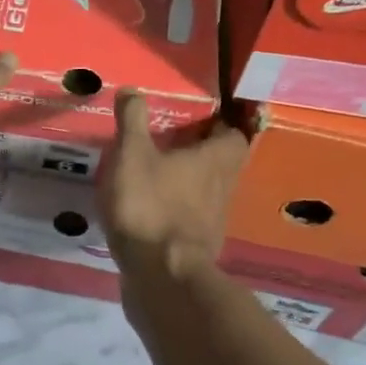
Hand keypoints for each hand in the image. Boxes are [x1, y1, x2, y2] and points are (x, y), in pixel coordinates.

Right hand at [99, 92, 249, 279]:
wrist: (161, 275)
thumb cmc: (150, 205)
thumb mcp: (132, 155)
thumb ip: (133, 121)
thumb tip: (133, 89)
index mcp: (214, 160)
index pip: (233, 135)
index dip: (218, 126)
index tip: (195, 120)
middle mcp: (222, 187)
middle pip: (222, 164)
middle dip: (201, 153)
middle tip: (172, 144)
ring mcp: (213, 221)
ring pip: (208, 192)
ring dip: (189, 183)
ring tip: (158, 175)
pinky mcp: (199, 246)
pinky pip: (191, 218)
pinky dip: (177, 211)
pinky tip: (152, 211)